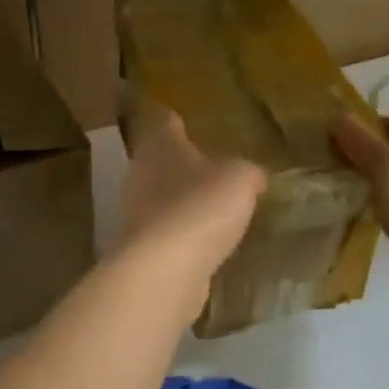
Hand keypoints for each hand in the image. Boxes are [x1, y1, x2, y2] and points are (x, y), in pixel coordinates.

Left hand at [119, 104, 265, 276]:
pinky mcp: (141, 246)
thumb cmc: (201, 207)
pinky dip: (182, 233)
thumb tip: (253, 175)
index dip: (175, 120)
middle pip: (158, 159)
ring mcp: (136, 211)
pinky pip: (165, 231)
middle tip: (208, 166)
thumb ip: (247, 172)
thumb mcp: (240, 180)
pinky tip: (204, 240)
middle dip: (179, 163)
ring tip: (210, 204)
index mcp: (160, 144)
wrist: (165, 269)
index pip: (164, 121)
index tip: (184, 119)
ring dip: (180, 200)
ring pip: (159, 196)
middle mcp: (141, 172)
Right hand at [331, 114, 388, 265]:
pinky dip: (386, 209)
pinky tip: (364, 216)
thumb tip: (339, 118)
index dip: (362, 131)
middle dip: (366, 159)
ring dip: (375, 186)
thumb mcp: (387, 169)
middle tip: (331, 167)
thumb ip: (361, 143)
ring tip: (342, 192)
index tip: (331, 143)